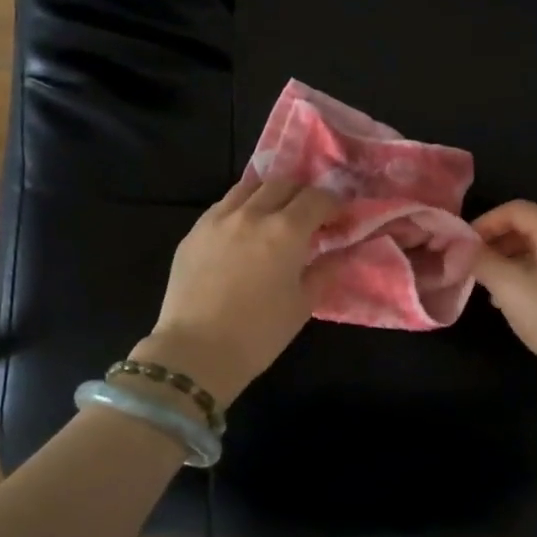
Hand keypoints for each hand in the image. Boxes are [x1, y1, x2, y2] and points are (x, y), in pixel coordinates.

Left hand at [134, 174, 340, 404]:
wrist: (196, 352)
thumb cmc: (259, 333)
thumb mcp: (303, 304)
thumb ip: (326, 271)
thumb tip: (342, 253)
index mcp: (285, 230)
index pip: (318, 198)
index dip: (334, 205)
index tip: (340, 220)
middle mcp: (252, 213)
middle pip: (284, 184)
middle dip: (303, 195)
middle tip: (310, 217)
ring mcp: (218, 218)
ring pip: (251, 187)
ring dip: (271, 194)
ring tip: (276, 216)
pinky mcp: (194, 231)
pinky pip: (224, 205)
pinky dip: (243, 207)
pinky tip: (244, 230)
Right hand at [471, 201, 536, 395]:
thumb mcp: (510, 287)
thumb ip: (481, 260)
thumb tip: (458, 246)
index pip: (515, 209)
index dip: (484, 223)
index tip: (460, 246)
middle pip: (527, 227)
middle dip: (494, 243)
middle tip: (469, 267)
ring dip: (507, 262)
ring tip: (485, 287)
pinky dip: (525, 277)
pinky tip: (511, 303)